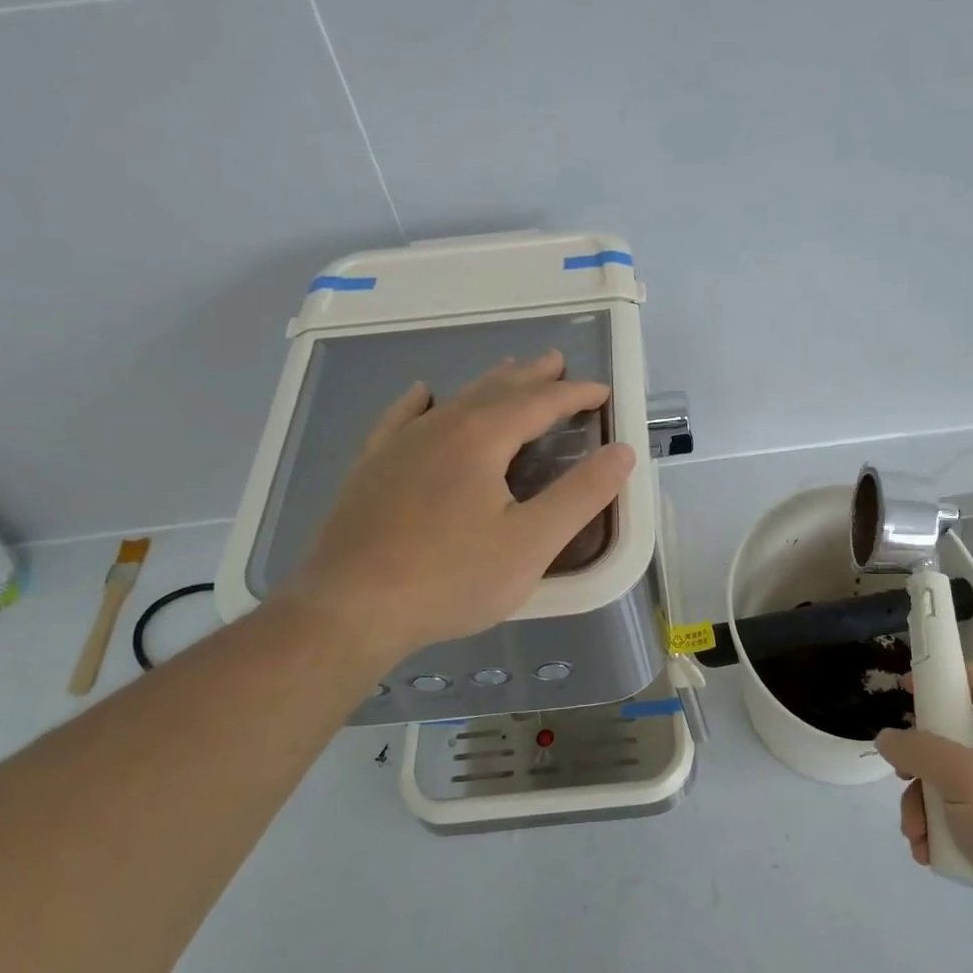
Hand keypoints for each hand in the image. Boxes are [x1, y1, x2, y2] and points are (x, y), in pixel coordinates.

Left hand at [275, 351, 635, 662]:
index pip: (539, 402)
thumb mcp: (531, 543)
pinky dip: (420, 403)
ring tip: (509, 373)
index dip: (574, 394)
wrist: (349, 609)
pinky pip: (400, 419)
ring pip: (454, 401)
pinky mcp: (371, 468)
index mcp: (482, 438)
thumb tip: (622, 451)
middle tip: (556, 363)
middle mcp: (440, 427)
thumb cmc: (450, 578)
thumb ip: (581, 495)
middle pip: (495, 390)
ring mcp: (399, 445)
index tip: (602, 391)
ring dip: (488, 385)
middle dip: (531, 376)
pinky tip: (423, 395)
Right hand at [878, 662, 972, 961]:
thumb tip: (887, 738)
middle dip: (919, 762)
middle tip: (901, 777)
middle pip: (952, 734)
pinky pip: (959, 817)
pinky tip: (928, 854)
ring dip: (923, 805)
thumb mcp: (965, 778)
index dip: (939, 678)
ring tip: (915, 834)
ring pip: (949, 781)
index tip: (903, 693)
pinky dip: (939, 832)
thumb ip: (920, 751)